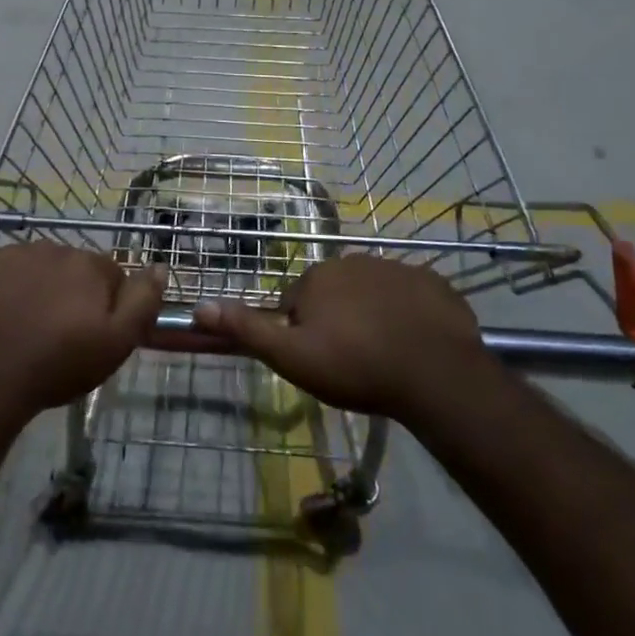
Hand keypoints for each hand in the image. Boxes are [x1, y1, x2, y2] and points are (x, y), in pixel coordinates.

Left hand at [0, 244, 165, 415]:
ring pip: (32, 269)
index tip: (91, 333)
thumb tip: (160, 266)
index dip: (104, 305)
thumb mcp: (117, 342)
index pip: (108, 276)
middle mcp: (52, 248)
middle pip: (69, 269)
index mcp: (88, 265)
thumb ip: (143, 301)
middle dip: (67, 293)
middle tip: (56, 334)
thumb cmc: (58, 364)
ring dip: (33, 289)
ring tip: (22, 329)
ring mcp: (10, 254)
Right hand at [193, 254, 493, 421]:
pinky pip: (412, 297)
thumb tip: (200, 306)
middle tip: (351, 360)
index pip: (298, 300)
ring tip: (385, 355)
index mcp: (318, 276)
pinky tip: (416, 343)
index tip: (320, 359)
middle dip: (338, 318)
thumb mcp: (292, 356)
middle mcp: (354, 261)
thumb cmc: (355, 366)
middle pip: (336, 292)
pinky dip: (409, 315)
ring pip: (373, 293)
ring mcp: (398, 269)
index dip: (304, 331)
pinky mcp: (434, 284)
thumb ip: (248, 329)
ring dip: (373, 315)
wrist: (435, 374)